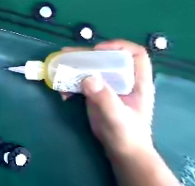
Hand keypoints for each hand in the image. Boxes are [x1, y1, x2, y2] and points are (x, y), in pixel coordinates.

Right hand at [63, 39, 154, 155]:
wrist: (119, 149)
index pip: (134, 54)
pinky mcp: (94, 92)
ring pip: (90, 68)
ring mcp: (106, 85)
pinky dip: (69, 83)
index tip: (97, 50)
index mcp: (136, 81)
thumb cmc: (125, 134)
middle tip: (66, 54)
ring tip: (59, 68)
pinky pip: (80, 81)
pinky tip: (63, 93)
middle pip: (105, 58)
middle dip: (85, 55)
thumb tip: (87, 78)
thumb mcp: (117, 117)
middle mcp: (121, 79)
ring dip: (73, 67)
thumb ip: (105, 98)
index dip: (117, 47)